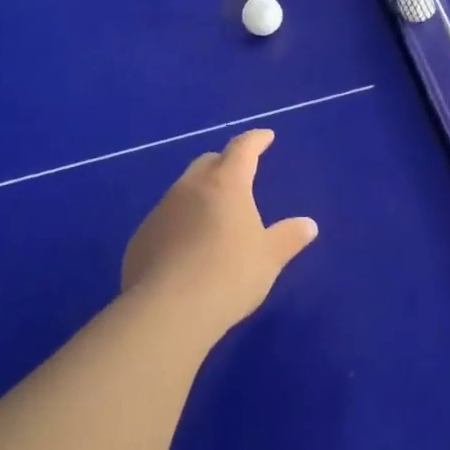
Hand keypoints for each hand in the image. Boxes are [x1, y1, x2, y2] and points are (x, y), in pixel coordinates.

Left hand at [121, 130, 317, 337]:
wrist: (167, 312)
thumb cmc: (229, 276)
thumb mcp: (269, 258)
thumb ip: (289, 238)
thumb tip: (308, 225)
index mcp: (226, 184)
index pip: (242, 148)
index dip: (255, 140)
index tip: (265, 137)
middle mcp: (190, 188)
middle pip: (208, 162)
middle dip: (224, 163)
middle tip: (239, 175)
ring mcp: (161, 211)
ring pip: (183, 190)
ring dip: (200, 195)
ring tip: (213, 218)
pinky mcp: (141, 237)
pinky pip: (166, 220)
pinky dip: (180, 224)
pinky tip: (186, 249)